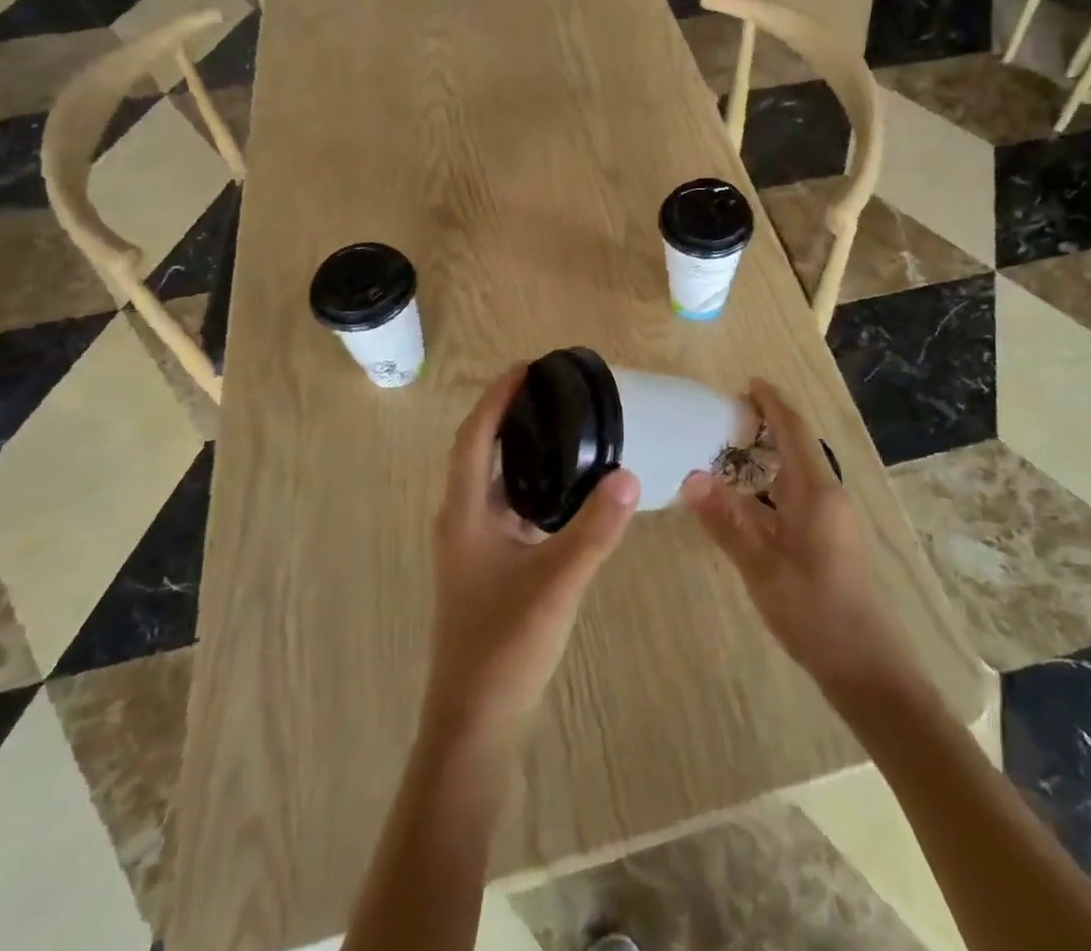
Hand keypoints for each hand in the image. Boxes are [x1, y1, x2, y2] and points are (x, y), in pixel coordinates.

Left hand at [425, 365, 639, 742]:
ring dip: (518, 448)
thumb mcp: (558, 582)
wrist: (476, 723)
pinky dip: (528, 482)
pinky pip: (505, 505)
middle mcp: (461, 520)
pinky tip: (563, 488)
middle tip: (551, 390)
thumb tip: (629, 474)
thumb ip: (595, 529)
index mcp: (464, 513)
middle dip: (508, 415)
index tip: (527, 367)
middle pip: (479, 451)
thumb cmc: (505, 646)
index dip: (497, 398)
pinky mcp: (487, 566)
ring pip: (491, 480)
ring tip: (561, 425)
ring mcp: (472, 546)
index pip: (475, 437)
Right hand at [679, 379, 915, 700]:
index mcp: (817, 491)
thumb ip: (725, 520)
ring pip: (800, 471)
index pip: (794, 430)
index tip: (748, 383)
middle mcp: (830, 495)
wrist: (867, 668)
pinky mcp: (833, 538)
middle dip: (769, 424)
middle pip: (799, 445)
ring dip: (771, 454)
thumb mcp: (761, 567)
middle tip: (727, 417)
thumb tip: (689, 476)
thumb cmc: (814, 611)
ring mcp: (835, 518)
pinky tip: (752, 499)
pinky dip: (775, 481)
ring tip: (733, 450)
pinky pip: (801, 492)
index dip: (772, 403)